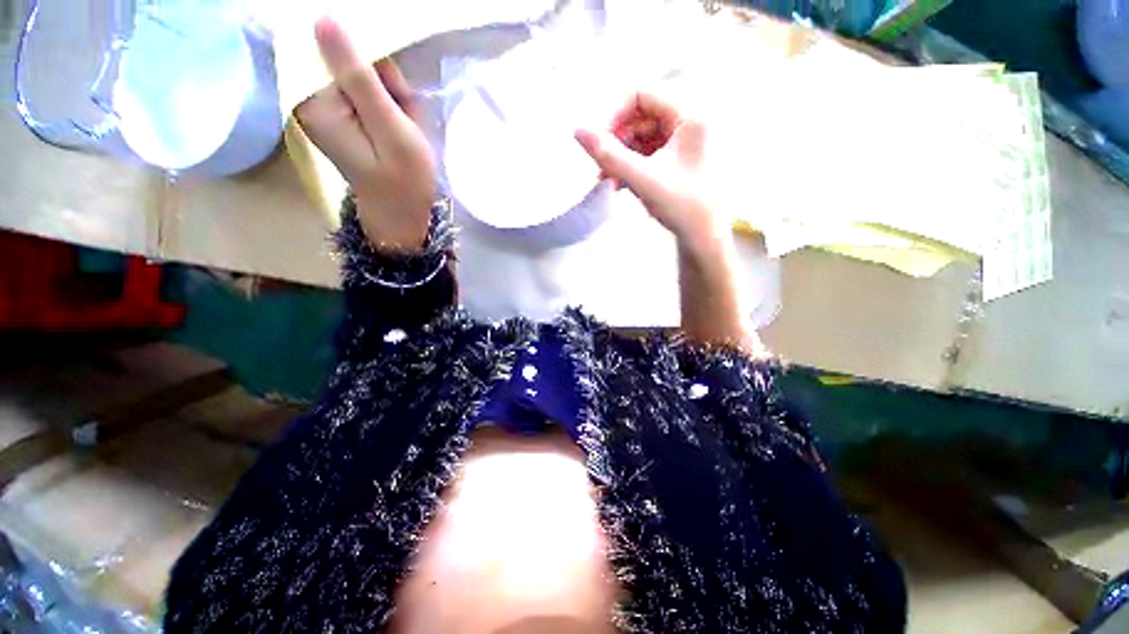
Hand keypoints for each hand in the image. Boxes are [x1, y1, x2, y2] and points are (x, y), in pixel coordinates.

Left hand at [296, 18, 435, 252]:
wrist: (404, 214)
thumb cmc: (403, 179)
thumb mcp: (389, 128)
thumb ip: (359, 77)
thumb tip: (324, 19)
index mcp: (315, 102)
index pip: (336, 49)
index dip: (373, 64)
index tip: (396, 95)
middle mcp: (311, 99)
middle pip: (348, 61)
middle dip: (386, 83)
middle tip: (405, 116)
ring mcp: (327, 109)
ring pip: (364, 75)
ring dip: (393, 95)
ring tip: (406, 125)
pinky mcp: (342, 116)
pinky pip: (368, 92)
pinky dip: (391, 105)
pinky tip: (402, 125)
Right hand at [575, 91, 723, 251]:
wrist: (702, 236)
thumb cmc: (681, 206)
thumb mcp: (642, 179)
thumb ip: (609, 155)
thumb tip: (577, 131)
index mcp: (690, 116)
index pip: (642, 95)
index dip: (615, 114)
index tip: (600, 141)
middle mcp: (688, 121)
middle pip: (640, 117)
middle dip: (617, 142)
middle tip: (602, 167)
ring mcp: (683, 141)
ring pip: (641, 137)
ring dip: (621, 157)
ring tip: (608, 180)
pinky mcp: (676, 158)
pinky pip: (647, 152)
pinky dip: (631, 165)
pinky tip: (619, 183)